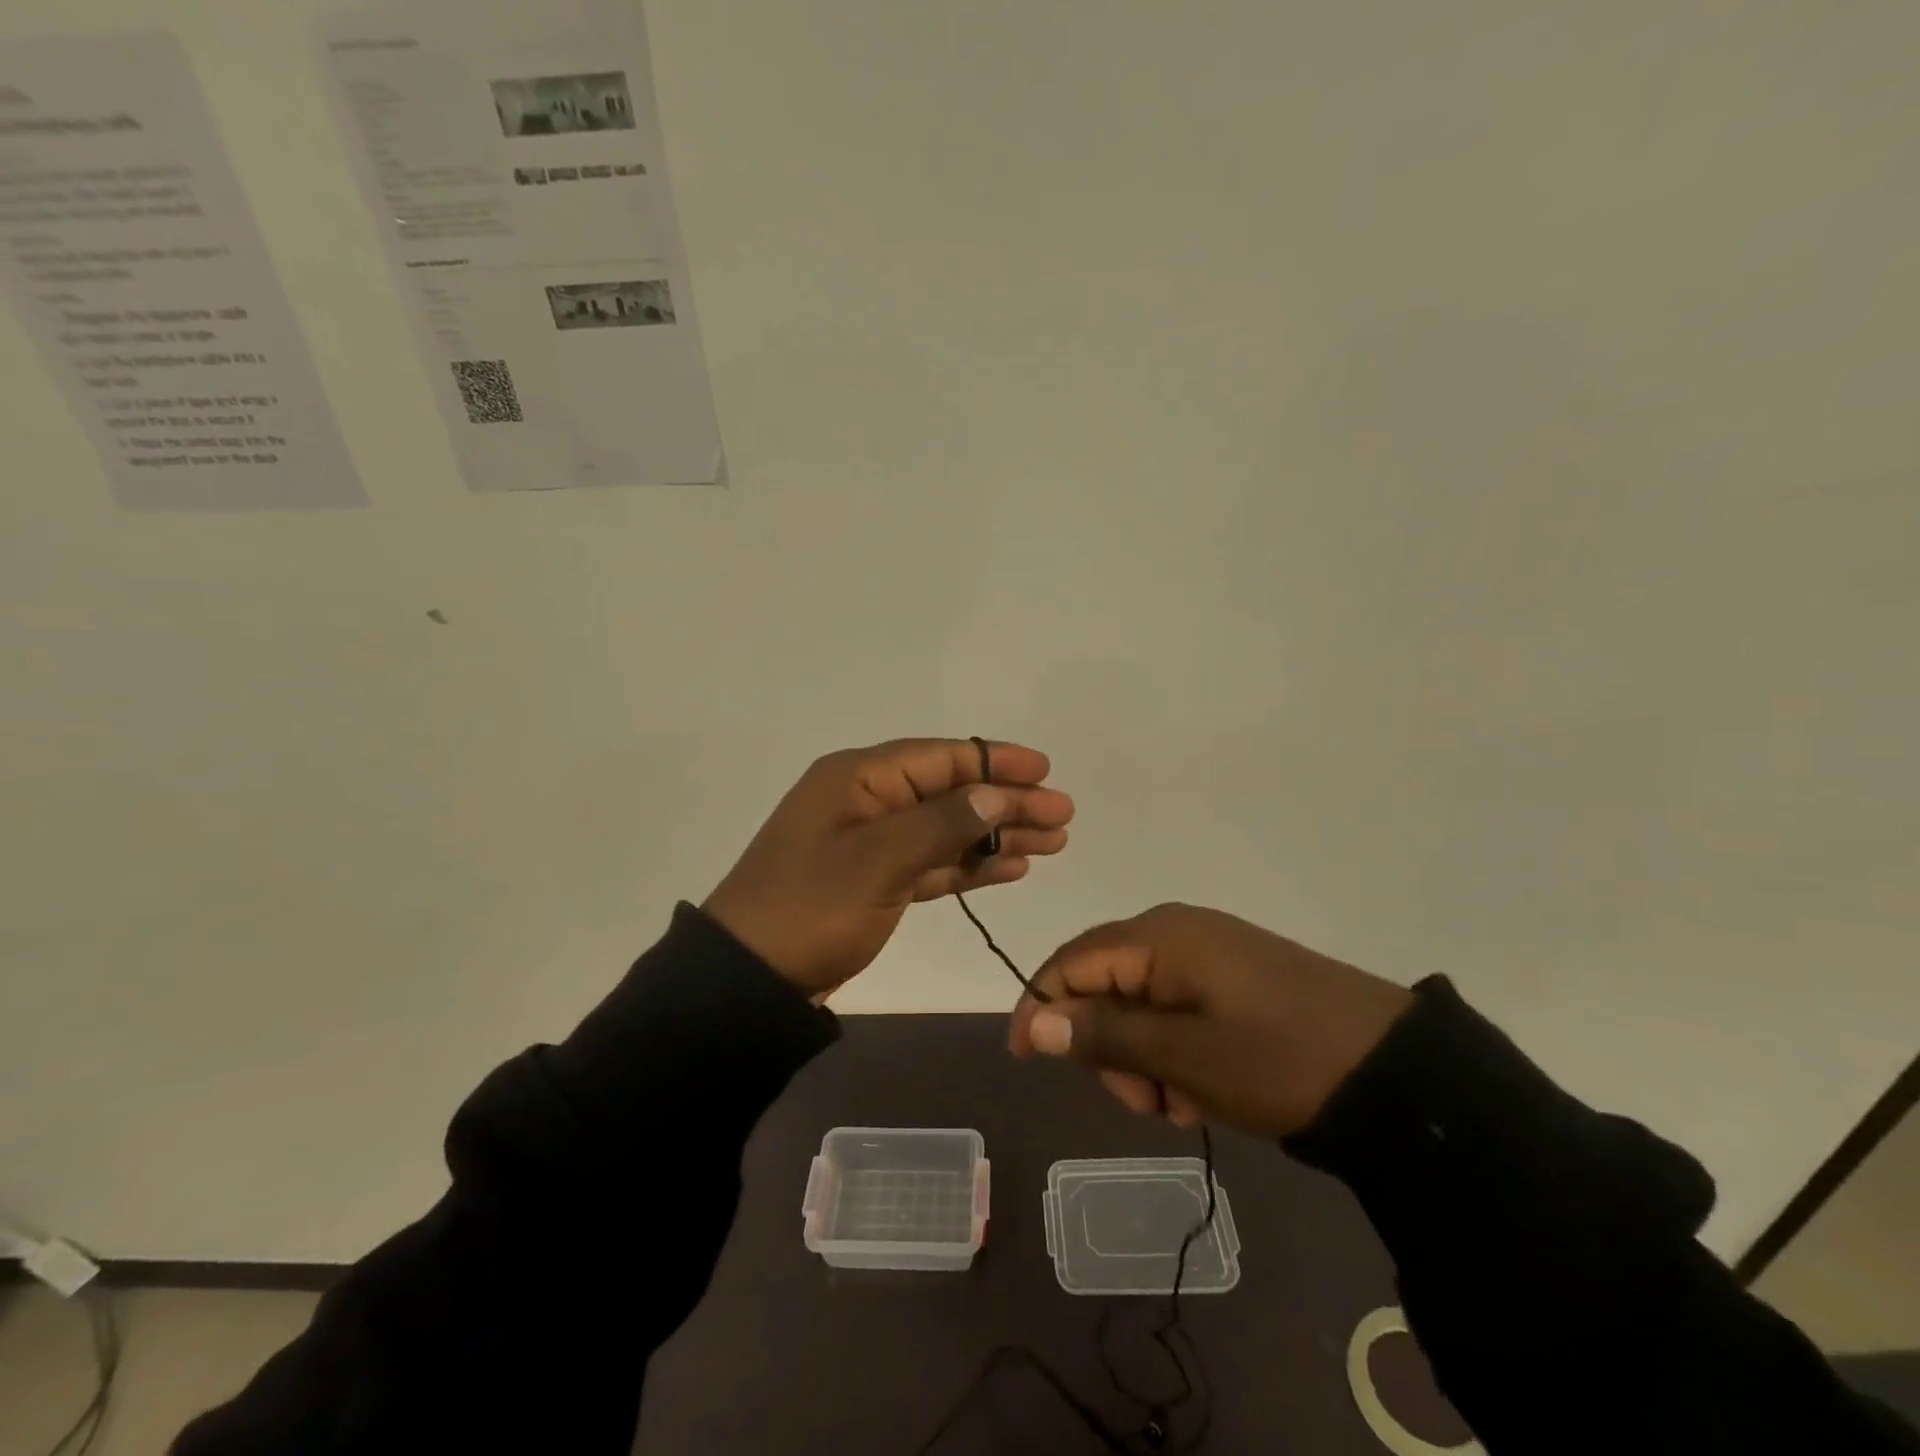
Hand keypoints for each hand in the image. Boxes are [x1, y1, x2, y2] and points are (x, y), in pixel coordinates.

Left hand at [704, 738, 1072, 998]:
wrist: (748, 980)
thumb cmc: (810, 909)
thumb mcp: (877, 861)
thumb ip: (940, 824)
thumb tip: (995, 794)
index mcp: (859, 779)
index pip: (940, 758)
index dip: (995, 762)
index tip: (1045, 770)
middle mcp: (867, 801)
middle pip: (951, 792)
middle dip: (1007, 802)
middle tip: (1062, 816)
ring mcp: (870, 842)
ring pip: (947, 829)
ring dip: (996, 836)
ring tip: (1051, 843)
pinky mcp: (875, 881)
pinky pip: (932, 862)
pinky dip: (969, 865)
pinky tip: (1009, 868)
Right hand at [1008, 903, 1412, 1138]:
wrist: (1397, 1073)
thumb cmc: (1278, 1058)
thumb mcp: (1183, 1056)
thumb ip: (1103, 1034)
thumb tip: (1033, 1019)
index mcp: (1157, 936)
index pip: (1071, 961)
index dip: (1039, 1005)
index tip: (1025, 1059)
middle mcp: (1176, 931)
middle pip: (1103, 981)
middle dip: (1105, 1045)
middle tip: (1141, 1102)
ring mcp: (1209, 952)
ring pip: (1139, 1001)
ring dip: (1142, 1056)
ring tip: (1181, 1103)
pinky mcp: (1234, 977)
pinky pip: (1176, 1007)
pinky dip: (1173, 1050)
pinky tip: (1203, 1087)